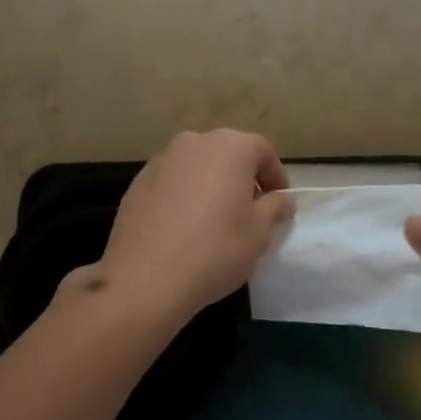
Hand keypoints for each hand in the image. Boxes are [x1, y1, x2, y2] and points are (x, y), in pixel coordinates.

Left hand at [89, 129, 292, 325]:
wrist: (145, 277)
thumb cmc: (215, 250)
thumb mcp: (259, 233)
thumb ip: (274, 208)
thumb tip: (281, 199)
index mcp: (230, 147)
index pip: (263, 151)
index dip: (275, 176)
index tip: (279, 203)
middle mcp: (195, 142)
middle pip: (228, 153)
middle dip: (242, 177)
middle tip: (250, 210)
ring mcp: (162, 159)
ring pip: (198, 166)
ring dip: (211, 184)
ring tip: (215, 220)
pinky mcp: (138, 181)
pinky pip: (172, 181)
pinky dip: (184, 195)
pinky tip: (183, 227)